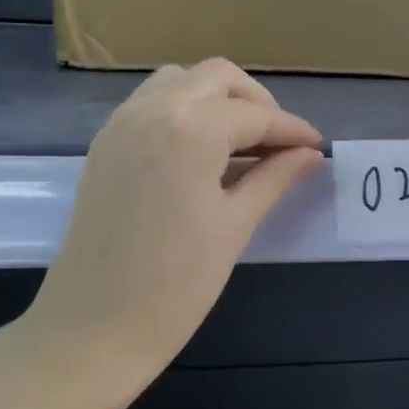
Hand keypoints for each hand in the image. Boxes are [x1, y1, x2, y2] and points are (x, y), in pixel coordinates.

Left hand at [26, 60, 323, 382]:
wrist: (91, 330)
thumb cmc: (176, 285)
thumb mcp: (235, 226)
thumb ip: (274, 178)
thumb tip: (310, 155)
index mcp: (191, 129)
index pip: (255, 115)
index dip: (292, 130)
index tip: (317, 147)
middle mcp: (153, 110)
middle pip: (217, 78)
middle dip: (256, 102)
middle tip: (280, 143)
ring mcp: (122, 123)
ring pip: (180, 81)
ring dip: (217, 99)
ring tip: (242, 143)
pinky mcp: (105, 144)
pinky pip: (152, 102)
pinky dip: (184, 110)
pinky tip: (203, 151)